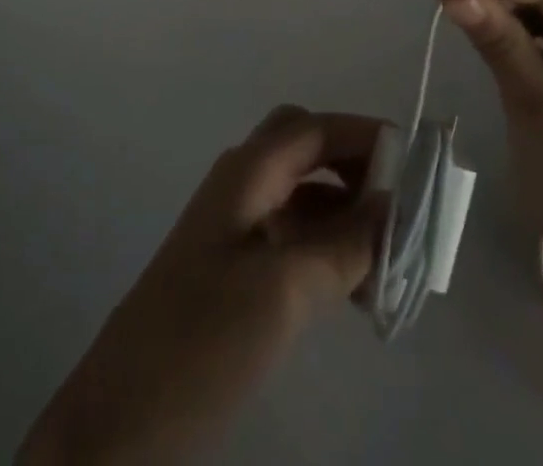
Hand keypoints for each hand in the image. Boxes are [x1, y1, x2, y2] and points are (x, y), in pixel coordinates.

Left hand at [19, 106, 388, 465]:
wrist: (124, 415)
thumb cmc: (203, 339)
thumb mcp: (282, 291)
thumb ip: (342, 245)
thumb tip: (394, 207)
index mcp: (246, 172)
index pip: (313, 127)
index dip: (364, 134)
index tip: (419, 162)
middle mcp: (241, 184)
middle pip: (307, 149)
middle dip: (356, 167)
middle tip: (403, 209)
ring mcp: (236, 226)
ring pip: (303, 194)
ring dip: (347, 212)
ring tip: (392, 260)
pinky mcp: (237, 267)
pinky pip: (293, 234)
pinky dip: (329, 246)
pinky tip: (357, 285)